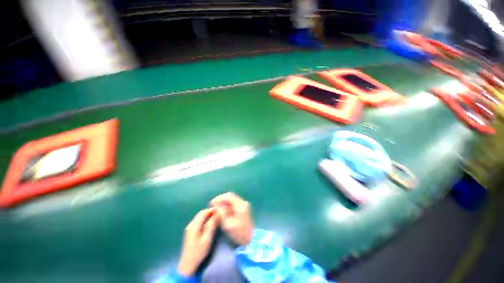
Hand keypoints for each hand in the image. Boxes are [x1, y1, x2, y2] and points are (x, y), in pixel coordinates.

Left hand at [177, 208, 217, 276]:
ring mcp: (189, 227)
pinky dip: (204, 219)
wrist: (187, 264)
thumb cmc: (199, 252)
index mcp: (194, 226)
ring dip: (207, 215)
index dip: (212, 210)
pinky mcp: (190, 231)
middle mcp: (190, 224)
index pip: (203, 212)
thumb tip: (217, 214)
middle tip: (218, 213)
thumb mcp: (207, 239)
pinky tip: (209, 223)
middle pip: (201, 213)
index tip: (220, 210)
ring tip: (215, 217)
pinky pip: (198, 221)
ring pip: (199, 216)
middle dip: (210, 212)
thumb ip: (212, 225)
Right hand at [210, 192, 253, 245]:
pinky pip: (234, 202)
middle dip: (221, 199)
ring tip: (217, 207)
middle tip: (213, 205)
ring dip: (224, 201)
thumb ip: (222, 213)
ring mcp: (244, 204)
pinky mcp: (244, 207)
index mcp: (240, 205)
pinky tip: (223, 209)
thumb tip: (217, 205)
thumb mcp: (228, 225)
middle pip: (230, 195)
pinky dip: (228, 204)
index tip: (211, 203)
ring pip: (232, 198)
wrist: (251, 239)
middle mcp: (243, 202)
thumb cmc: (239, 233)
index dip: (219, 198)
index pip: (228, 196)